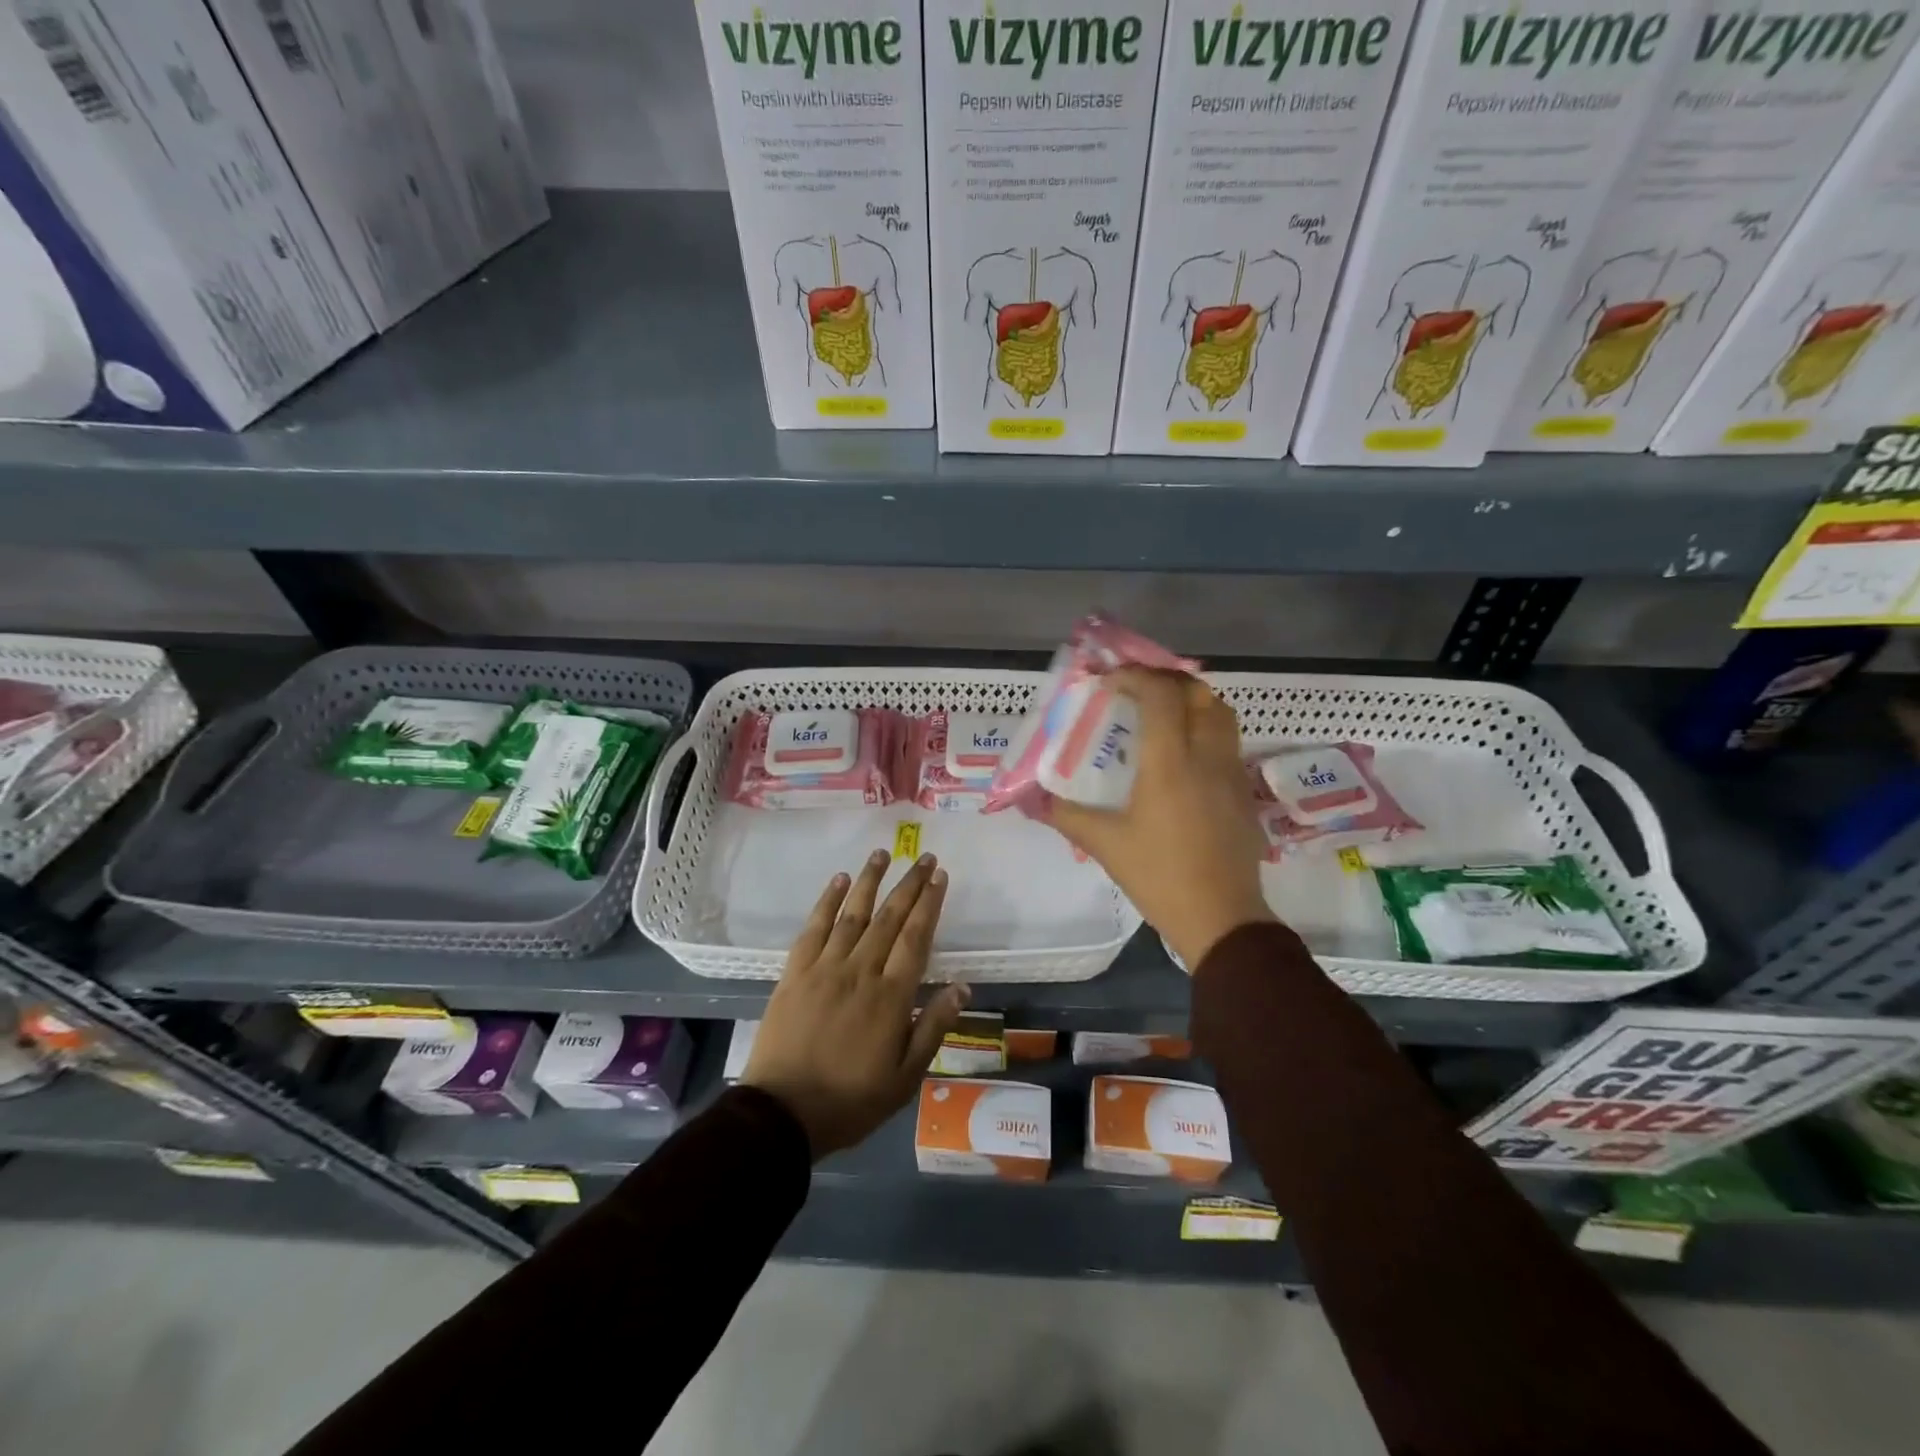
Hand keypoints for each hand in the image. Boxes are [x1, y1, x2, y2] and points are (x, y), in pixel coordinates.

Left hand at [744, 850, 966, 1158]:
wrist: (781, 1114)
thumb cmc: (851, 1100)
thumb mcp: (905, 1078)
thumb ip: (933, 1028)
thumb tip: (961, 987)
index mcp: (891, 997)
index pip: (916, 938)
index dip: (930, 904)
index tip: (940, 876)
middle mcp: (860, 971)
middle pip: (889, 918)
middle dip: (909, 884)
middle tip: (922, 857)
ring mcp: (825, 968)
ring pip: (852, 914)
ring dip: (870, 881)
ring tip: (883, 853)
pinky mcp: (795, 972)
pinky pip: (814, 928)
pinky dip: (827, 901)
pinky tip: (839, 880)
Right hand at [1048, 667, 1272, 969]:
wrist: (1222, 918)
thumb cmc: (1160, 876)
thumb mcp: (1105, 845)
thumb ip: (1067, 815)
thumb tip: (1033, 800)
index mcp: (1171, 763)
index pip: (1161, 694)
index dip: (1134, 677)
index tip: (1109, 684)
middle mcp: (1207, 755)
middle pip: (1197, 692)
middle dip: (1164, 679)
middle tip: (1134, 690)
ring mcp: (1231, 771)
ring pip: (1220, 711)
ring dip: (1190, 699)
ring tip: (1161, 712)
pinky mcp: (1243, 790)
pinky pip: (1227, 738)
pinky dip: (1205, 725)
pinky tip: (1182, 752)